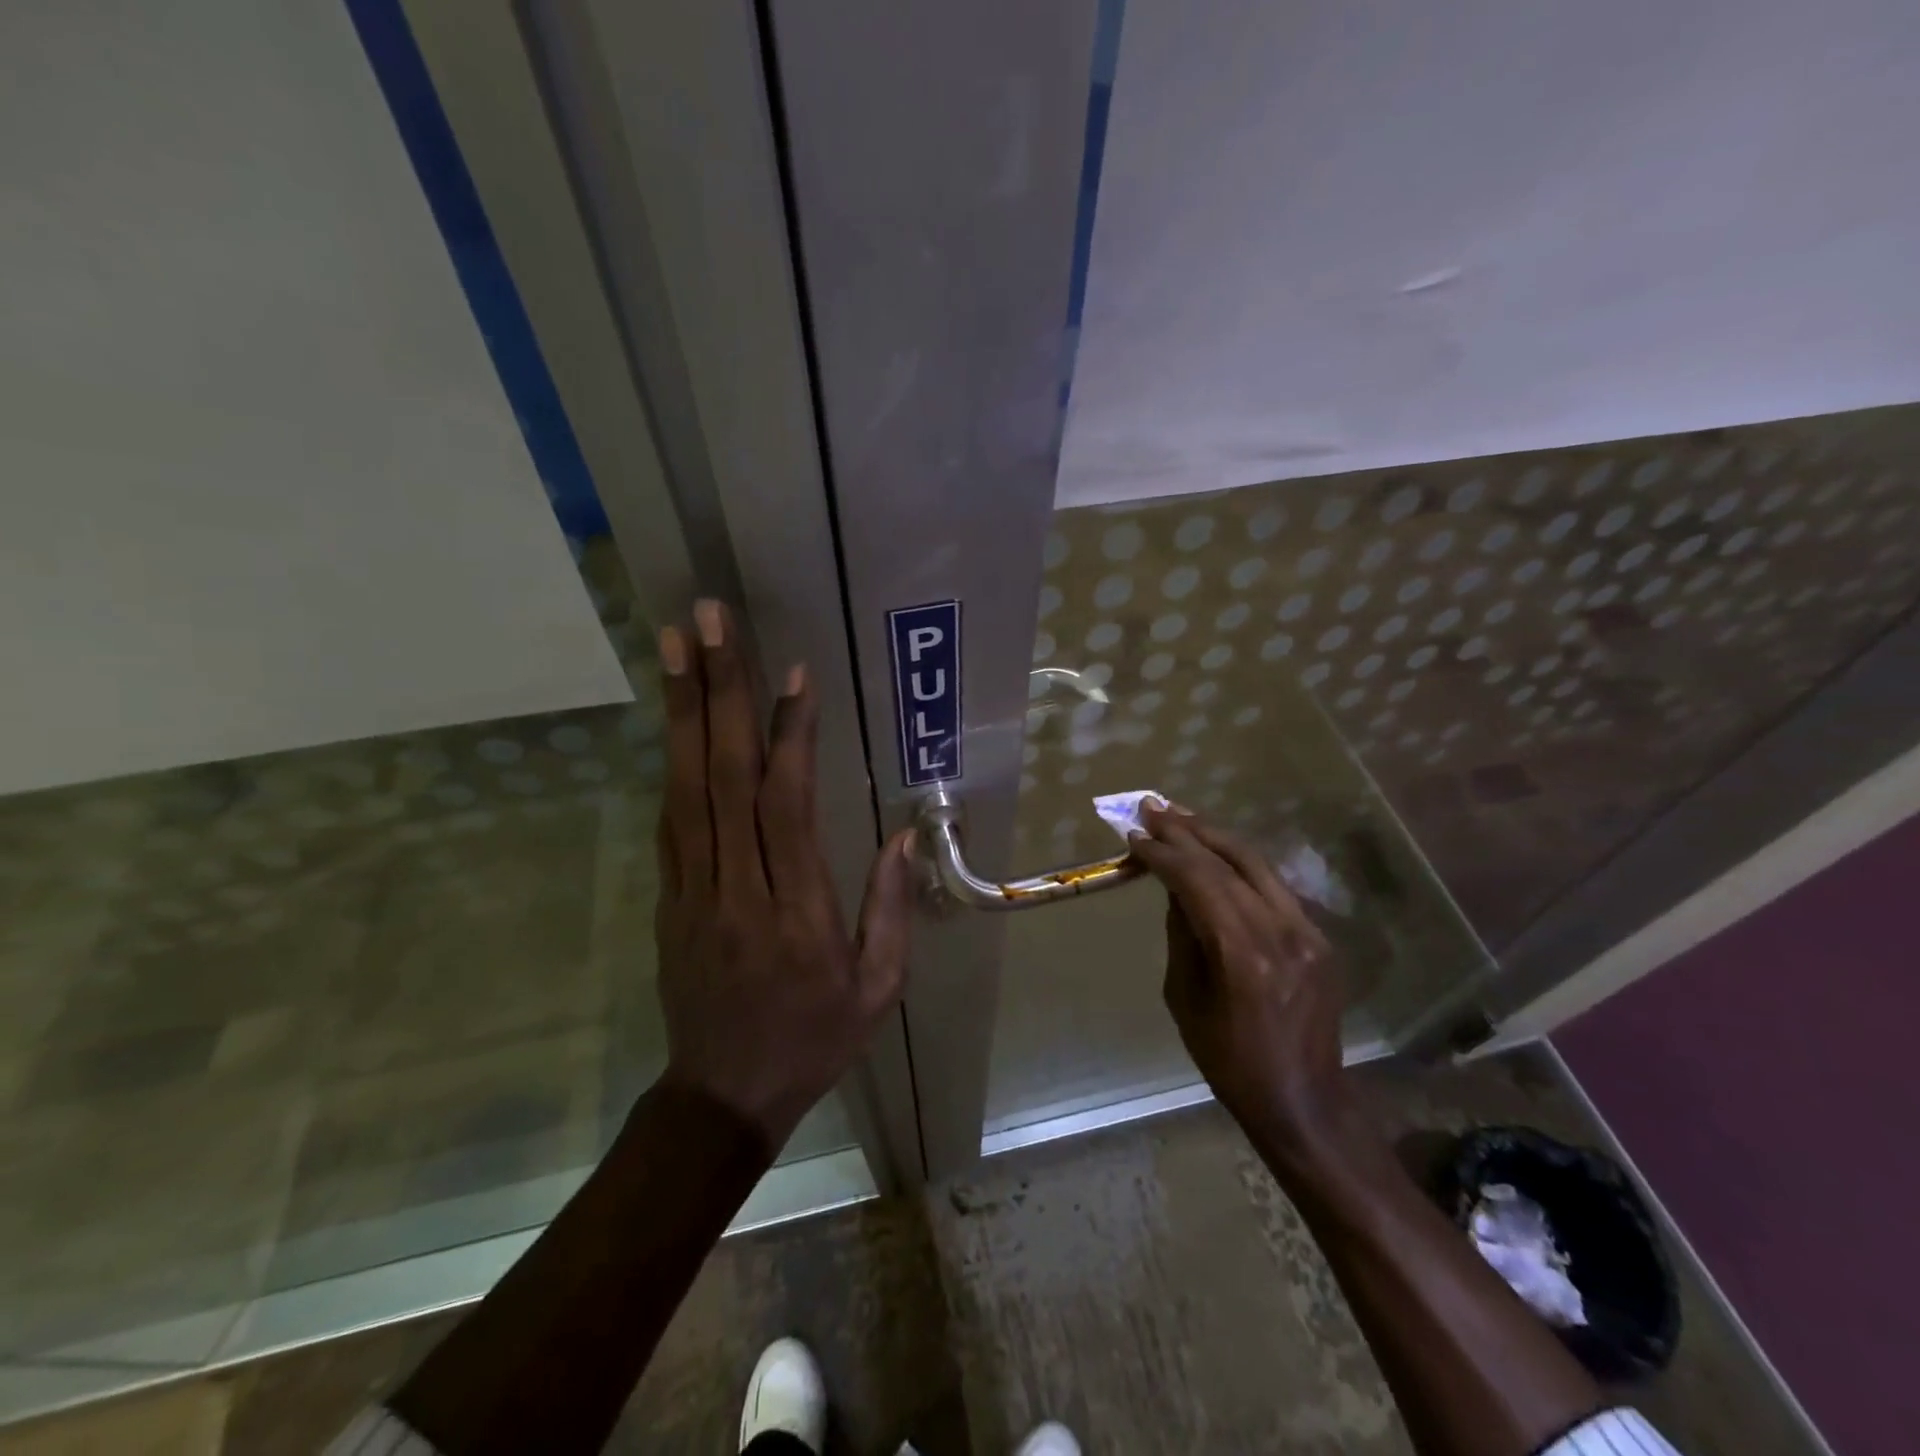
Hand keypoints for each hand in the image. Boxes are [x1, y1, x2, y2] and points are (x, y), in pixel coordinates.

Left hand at [653, 601, 915, 1151]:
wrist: (722, 1097)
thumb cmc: (813, 1041)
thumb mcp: (877, 990)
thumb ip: (889, 909)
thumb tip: (902, 835)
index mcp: (796, 913)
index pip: (786, 806)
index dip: (789, 735)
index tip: (793, 673)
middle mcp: (737, 889)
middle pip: (723, 778)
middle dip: (717, 692)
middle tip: (708, 621)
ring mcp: (692, 890)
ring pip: (685, 788)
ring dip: (680, 711)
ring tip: (675, 644)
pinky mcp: (668, 897)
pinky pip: (671, 819)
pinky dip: (672, 760)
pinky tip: (672, 714)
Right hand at [1127, 802, 1358, 1170]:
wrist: (1303, 1099)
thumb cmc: (1229, 1060)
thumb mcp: (1185, 997)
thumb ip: (1182, 933)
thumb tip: (1174, 887)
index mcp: (1242, 953)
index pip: (1197, 881)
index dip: (1163, 853)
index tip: (1135, 834)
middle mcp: (1280, 931)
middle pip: (1228, 861)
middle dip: (1186, 831)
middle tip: (1152, 808)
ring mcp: (1307, 931)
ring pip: (1256, 863)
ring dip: (1214, 836)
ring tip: (1180, 816)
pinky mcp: (1319, 937)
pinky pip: (1273, 886)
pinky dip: (1240, 863)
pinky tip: (1217, 852)